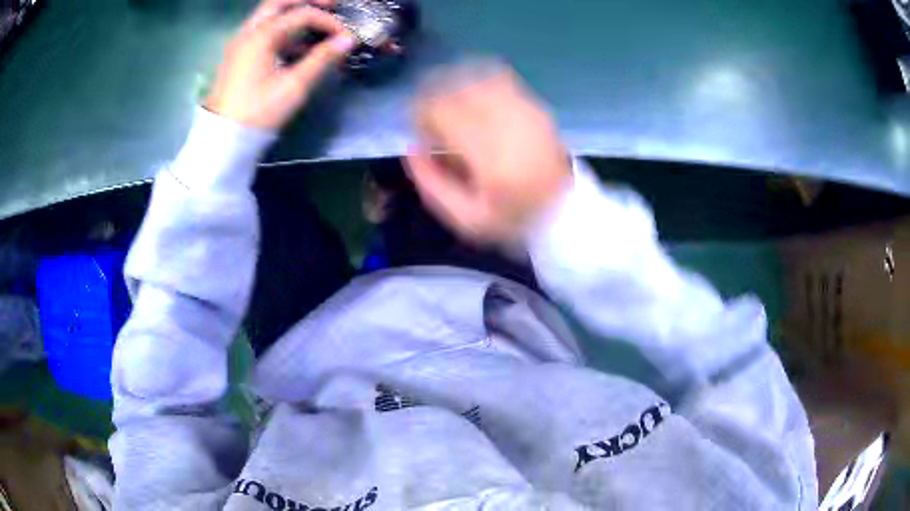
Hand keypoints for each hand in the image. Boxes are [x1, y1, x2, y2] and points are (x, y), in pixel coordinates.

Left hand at [205, 0, 356, 129]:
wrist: (223, 139)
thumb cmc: (258, 112)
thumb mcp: (294, 86)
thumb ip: (322, 59)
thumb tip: (348, 40)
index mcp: (261, 36)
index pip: (302, 15)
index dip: (328, 22)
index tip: (345, 37)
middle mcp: (249, 32)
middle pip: (280, 2)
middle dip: (308, 1)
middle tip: (332, 5)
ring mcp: (240, 42)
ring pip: (269, 15)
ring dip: (294, 14)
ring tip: (317, 25)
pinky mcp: (238, 55)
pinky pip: (262, 31)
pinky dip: (283, 29)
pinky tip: (297, 45)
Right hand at [405, 63, 572, 244]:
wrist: (564, 207)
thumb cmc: (511, 217)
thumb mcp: (465, 219)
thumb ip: (431, 184)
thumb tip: (411, 147)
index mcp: (489, 156)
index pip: (442, 112)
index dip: (420, 115)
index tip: (420, 131)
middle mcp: (507, 124)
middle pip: (456, 89)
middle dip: (434, 99)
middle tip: (432, 120)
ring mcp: (524, 110)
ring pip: (476, 77)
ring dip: (454, 86)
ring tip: (451, 106)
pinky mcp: (535, 105)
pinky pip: (500, 77)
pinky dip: (478, 79)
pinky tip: (472, 94)